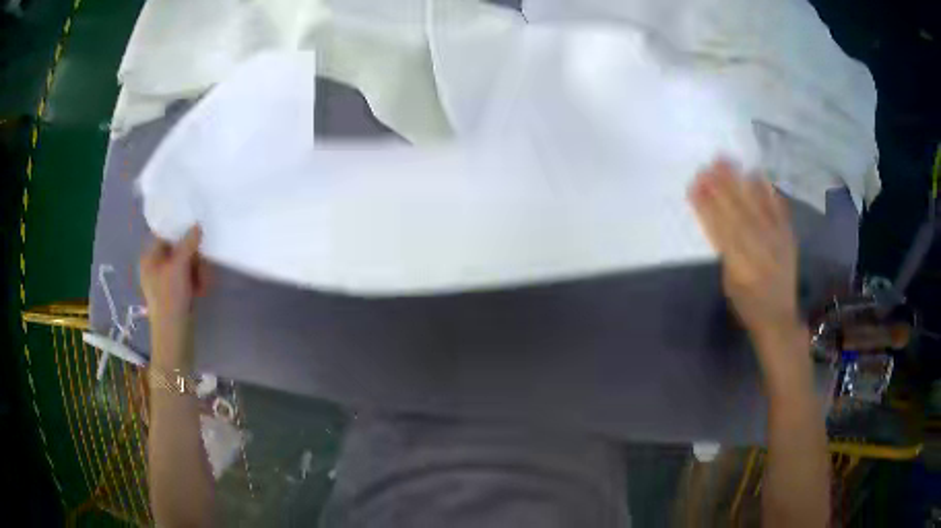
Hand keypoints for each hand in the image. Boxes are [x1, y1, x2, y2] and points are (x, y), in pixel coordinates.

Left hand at [140, 226, 209, 368]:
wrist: (174, 335)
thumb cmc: (170, 298)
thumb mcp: (179, 266)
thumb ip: (188, 243)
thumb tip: (197, 226)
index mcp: (150, 257)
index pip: (165, 235)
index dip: (181, 233)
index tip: (196, 234)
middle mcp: (156, 266)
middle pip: (178, 249)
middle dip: (193, 257)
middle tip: (202, 267)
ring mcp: (166, 281)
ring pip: (186, 264)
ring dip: (198, 271)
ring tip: (203, 283)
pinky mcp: (175, 293)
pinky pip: (188, 278)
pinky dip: (196, 281)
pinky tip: (201, 290)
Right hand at [688, 159, 805, 372]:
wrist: (779, 317)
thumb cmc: (747, 304)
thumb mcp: (729, 282)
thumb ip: (723, 250)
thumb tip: (713, 217)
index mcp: (740, 266)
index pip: (720, 229)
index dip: (707, 206)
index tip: (694, 185)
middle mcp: (759, 250)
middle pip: (738, 212)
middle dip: (721, 187)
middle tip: (707, 164)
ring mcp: (776, 241)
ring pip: (755, 205)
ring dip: (739, 181)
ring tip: (726, 160)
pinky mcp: (788, 236)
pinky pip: (777, 208)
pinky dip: (766, 190)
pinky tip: (756, 174)